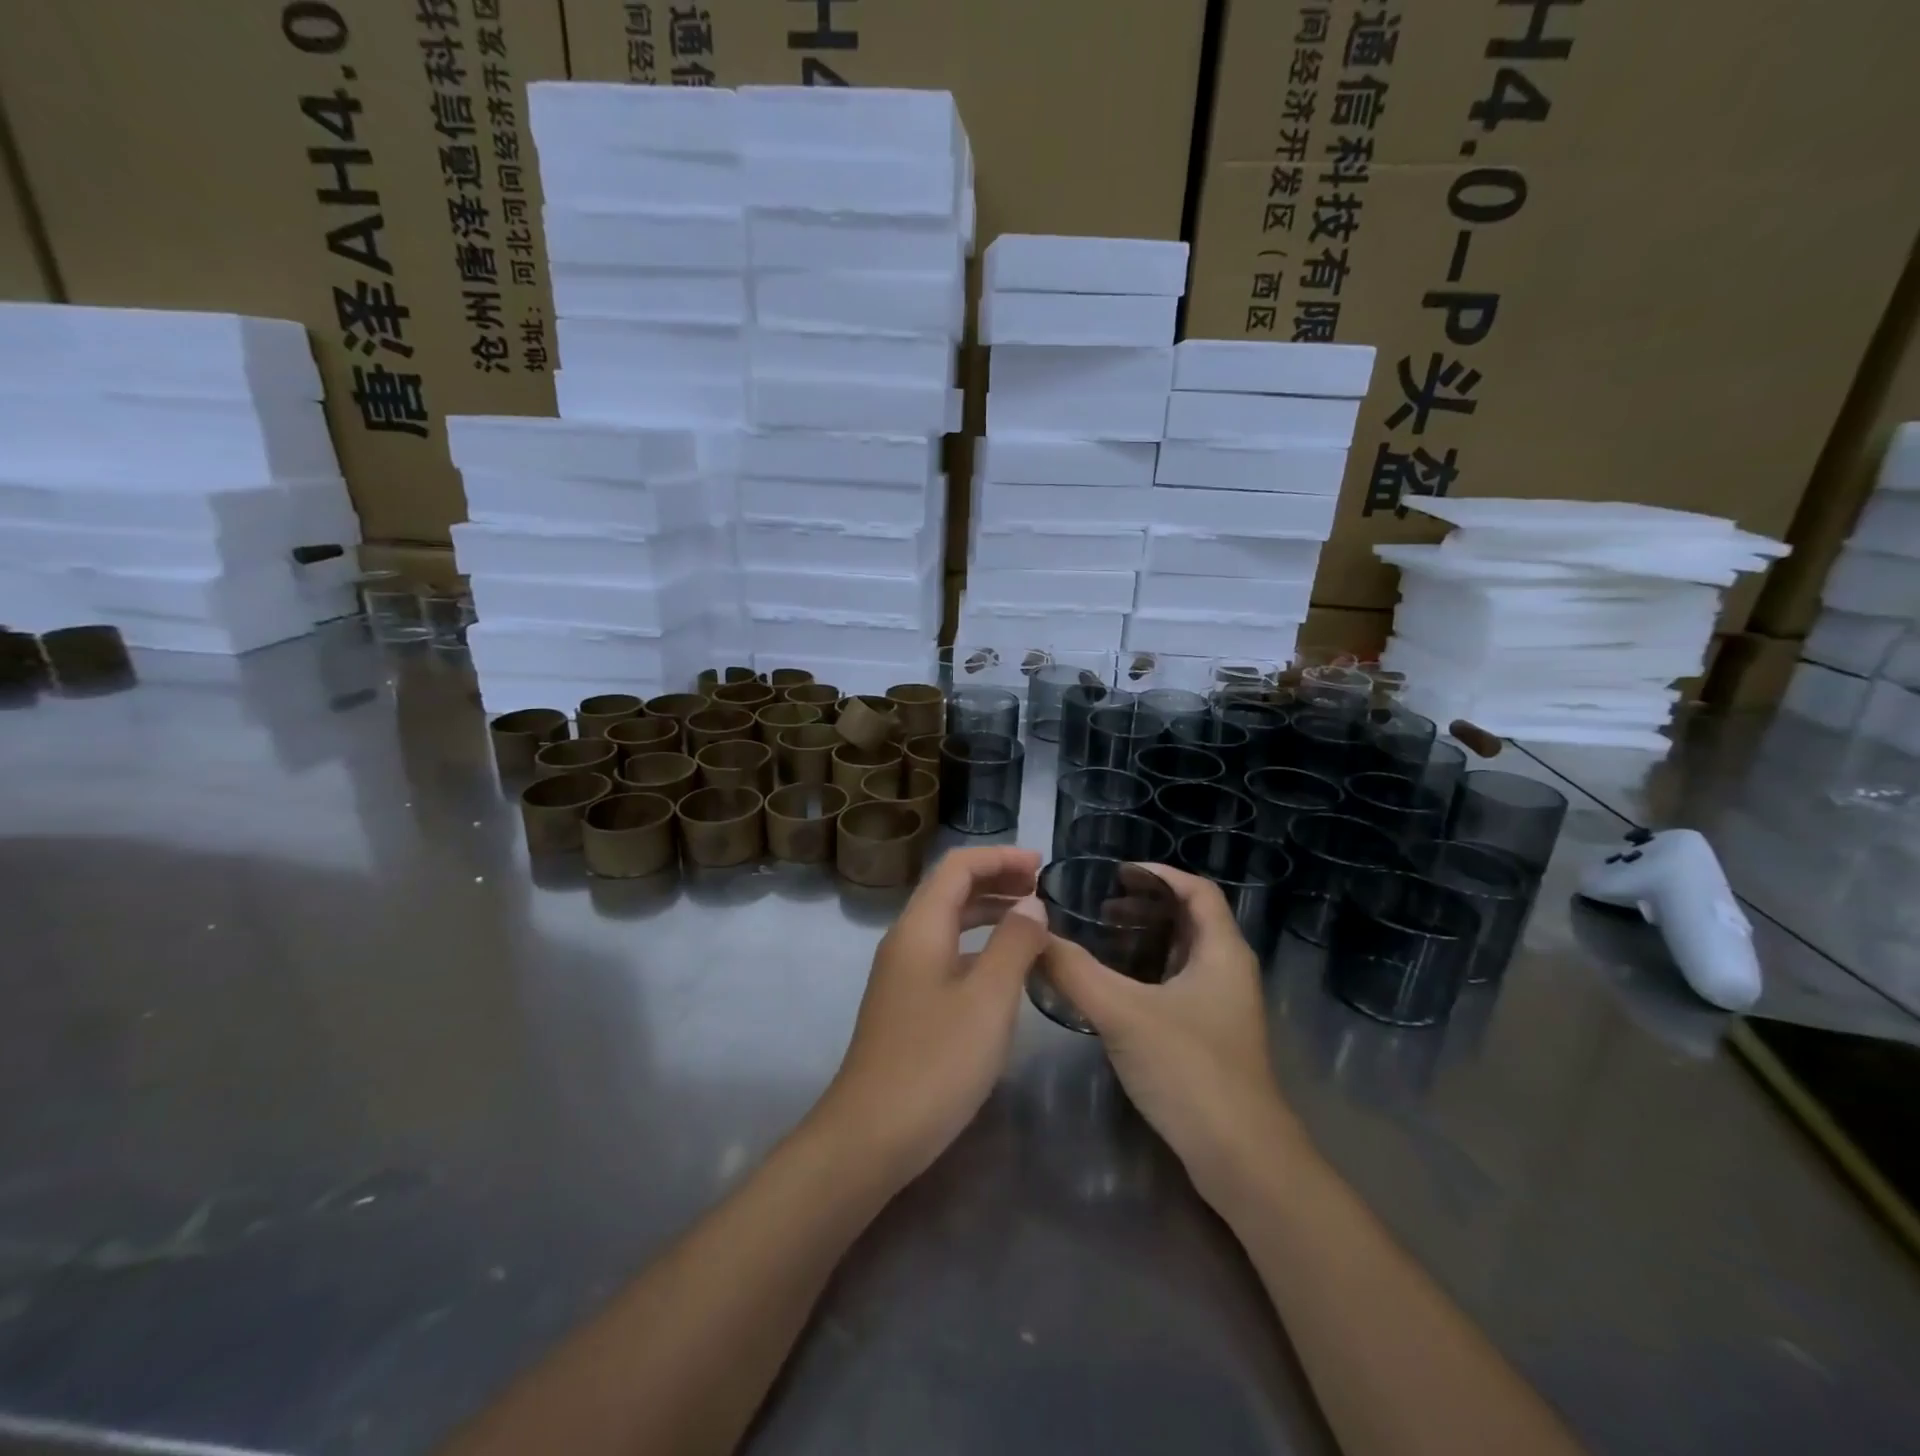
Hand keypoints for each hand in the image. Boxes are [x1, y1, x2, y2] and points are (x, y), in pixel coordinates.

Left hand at [817, 846, 1048, 1184]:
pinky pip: (946, 954)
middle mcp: (906, 940)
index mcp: (920, 927)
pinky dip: (978, 946)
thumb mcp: (988, 999)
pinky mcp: (907, 1004)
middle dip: (996, 879)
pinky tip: (1004, 968)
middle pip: (950, 889)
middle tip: (1043, 889)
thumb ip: (1014, 944)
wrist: (871, 1136)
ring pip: (948, 923)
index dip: (1000, 857)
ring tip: (1032, 920)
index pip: (958, 866)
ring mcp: (902, 974)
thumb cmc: (935, 1062)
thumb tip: (1031, 904)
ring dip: (988, 912)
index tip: (1042, 864)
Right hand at [1041, 865, 1306, 1204]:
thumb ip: (1074, 972)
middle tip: (1101, 907)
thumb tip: (1033, 937)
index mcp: (1222, 952)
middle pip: (1191, 919)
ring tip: (1104, 940)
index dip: (1160, 874)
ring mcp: (1224, 1008)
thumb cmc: (1190, 1070)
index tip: (1118, 872)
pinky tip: (1116, 990)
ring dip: (1147, 939)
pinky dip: (1149, 973)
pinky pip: (1179, 985)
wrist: (1241, 1159)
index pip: (1197, 890)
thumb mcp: (1123, 1013)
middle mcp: (1229, 971)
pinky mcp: (1212, 1038)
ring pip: (1184, 955)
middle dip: (1147, 906)